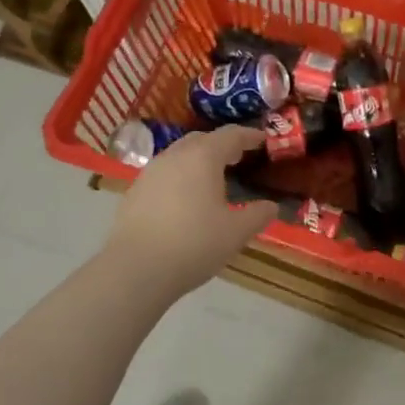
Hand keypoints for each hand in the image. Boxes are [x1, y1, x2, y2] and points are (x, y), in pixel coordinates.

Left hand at [105, 124, 275, 297]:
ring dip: (198, 161)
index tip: (263, 139)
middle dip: (221, 145)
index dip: (249, 135)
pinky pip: (163, 174)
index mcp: (203, 157)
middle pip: (201, 140)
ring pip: (179, 156)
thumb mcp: (236, 232)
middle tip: (238, 157)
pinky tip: (184, 200)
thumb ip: (258, 215)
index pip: (230, 135)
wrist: (136, 269)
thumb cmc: (194, 243)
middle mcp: (174, 156)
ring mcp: (150, 172)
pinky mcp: (134, 192)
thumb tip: (271, 206)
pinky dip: (179, 178)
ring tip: (211, 179)